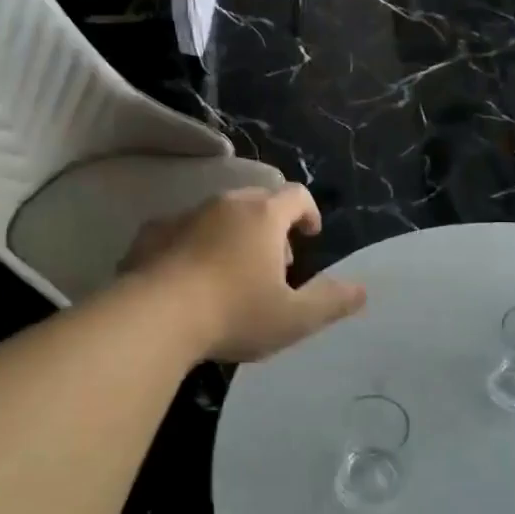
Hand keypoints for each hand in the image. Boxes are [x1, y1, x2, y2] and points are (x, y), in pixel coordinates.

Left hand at [121, 186, 366, 362]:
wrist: (154, 317)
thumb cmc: (234, 313)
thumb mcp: (294, 318)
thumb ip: (332, 302)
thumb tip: (362, 290)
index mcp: (263, 216)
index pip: (296, 195)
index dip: (308, 212)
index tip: (310, 235)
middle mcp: (225, 204)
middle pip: (257, 200)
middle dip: (271, 226)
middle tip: (274, 262)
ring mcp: (185, 215)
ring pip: (218, 214)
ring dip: (232, 235)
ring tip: (231, 274)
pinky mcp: (152, 233)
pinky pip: (181, 231)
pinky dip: (193, 245)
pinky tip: (189, 278)